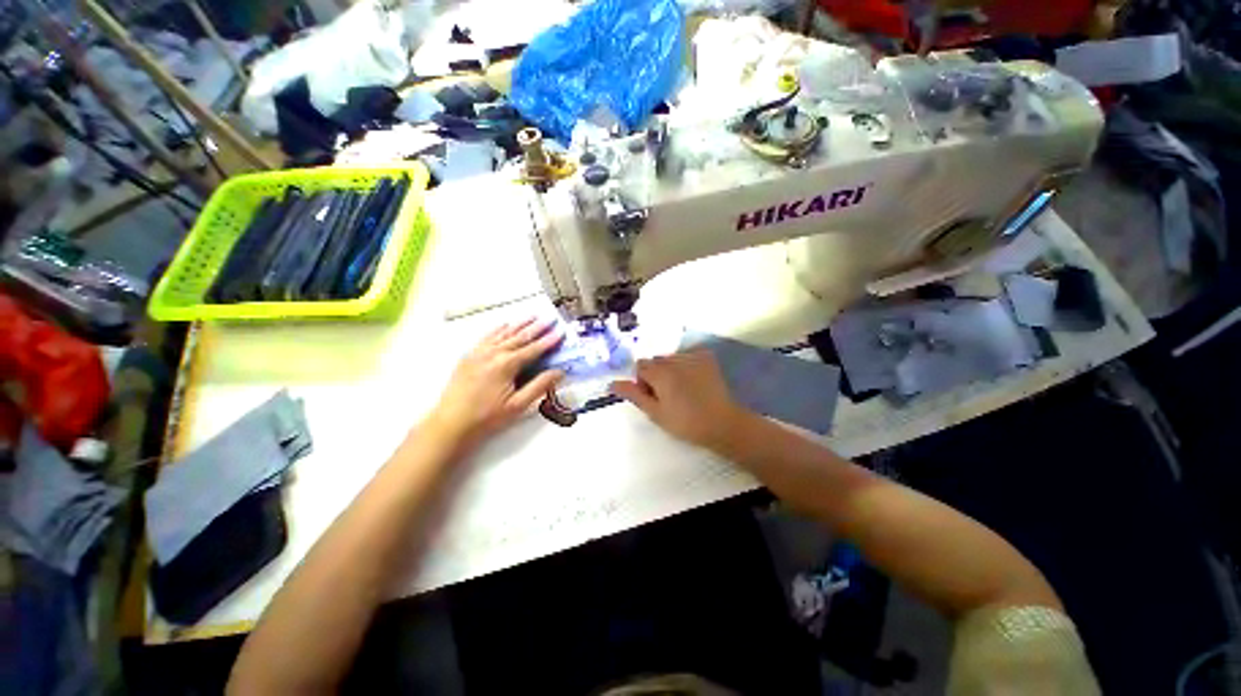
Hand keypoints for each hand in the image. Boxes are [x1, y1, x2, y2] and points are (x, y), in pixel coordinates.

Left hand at [426, 318, 563, 449]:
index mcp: (506, 365)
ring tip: (533, 316)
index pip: (533, 349)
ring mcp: (479, 352)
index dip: (549, 340)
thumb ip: (540, 386)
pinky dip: (499, 328)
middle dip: (537, 327)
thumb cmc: (486, 417)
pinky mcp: (469, 355)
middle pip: (520, 337)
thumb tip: (559, 372)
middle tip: (550, 319)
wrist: (450, 423)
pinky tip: (506, 324)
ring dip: (520, 324)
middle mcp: (493, 353)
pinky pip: (487, 336)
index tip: (560, 332)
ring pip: (504, 333)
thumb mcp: (517, 405)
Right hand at [610, 351, 749, 450]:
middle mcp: (674, 359)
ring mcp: (692, 356)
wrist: (722, 423)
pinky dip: (687, 362)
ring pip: (671, 357)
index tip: (653, 396)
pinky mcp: (706, 357)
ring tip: (683, 389)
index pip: (640, 366)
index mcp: (659, 373)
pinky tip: (694, 379)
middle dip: (656, 374)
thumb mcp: (655, 413)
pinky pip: (688, 354)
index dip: (643, 382)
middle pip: (656, 360)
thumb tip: (612, 383)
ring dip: (671, 369)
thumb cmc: (685, 422)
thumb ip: (634, 395)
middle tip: (668, 395)